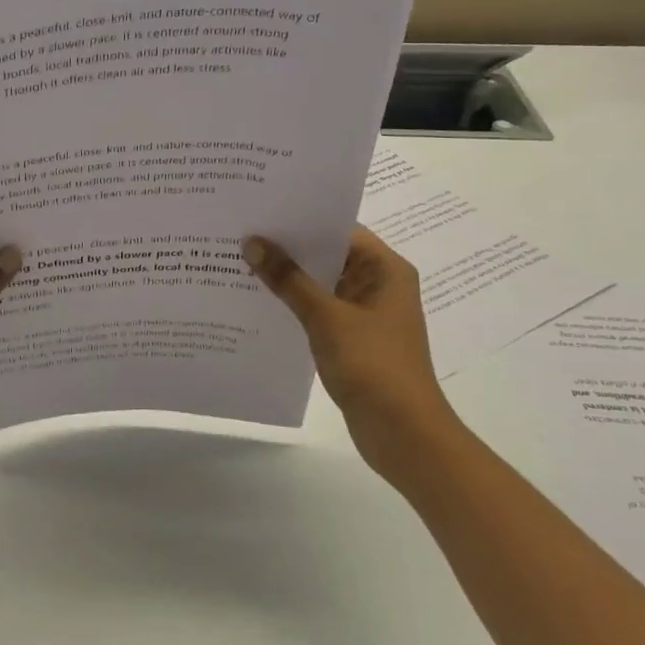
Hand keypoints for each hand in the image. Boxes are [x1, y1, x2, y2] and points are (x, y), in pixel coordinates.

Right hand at [243, 226, 454, 473]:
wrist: (403, 433)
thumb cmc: (373, 365)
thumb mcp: (326, 317)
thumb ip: (289, 279)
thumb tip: (253, 243)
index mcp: (385, 269)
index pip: (340, 229)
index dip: (302, 219)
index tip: (261, 211)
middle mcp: (379, 285)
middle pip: (328, 255)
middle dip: (288, 249)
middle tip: (242, 233)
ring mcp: (367, 314)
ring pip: (321, 284)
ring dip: (288, 279)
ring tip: (241, 263)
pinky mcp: (353, 339)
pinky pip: (320, 310)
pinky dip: (294, 305)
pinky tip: (259, 302)